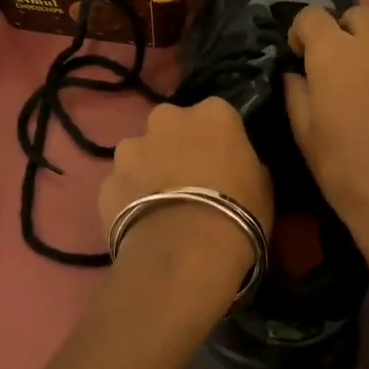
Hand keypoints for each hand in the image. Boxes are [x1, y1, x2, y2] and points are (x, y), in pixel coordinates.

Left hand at [101, 98, 273, 287]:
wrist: (183, 254)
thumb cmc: (237, 214)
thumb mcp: (262, 186)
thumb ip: (245, 164)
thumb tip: (236, 167)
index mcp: (212, 114)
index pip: (217, 115)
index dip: (219, 139)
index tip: (224, 163)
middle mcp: (166, 119)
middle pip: (172, 126)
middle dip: (177, 146)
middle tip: (189, 181)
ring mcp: (130, 148)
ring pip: (140, 153)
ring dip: (148, 170)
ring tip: (161, 206)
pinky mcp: (106, 181)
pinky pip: (121, 185)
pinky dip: (129, 198)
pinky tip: (141, 224)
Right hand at [285, 5, 368, 258]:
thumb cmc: (346, 171)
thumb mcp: (305, 135)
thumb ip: (296, 92)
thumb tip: (297, 72)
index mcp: (335, 54)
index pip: (312, 16)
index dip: (303, 33)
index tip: (302, 57)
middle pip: (357, 16)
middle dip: (343, 33)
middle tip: (341, 70)